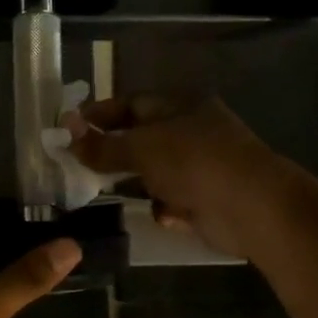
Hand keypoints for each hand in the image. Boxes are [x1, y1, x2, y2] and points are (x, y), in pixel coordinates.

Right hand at [65, 94, 295, 257]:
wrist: (250, 206)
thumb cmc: (193, 162)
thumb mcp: (141, 147)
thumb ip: (102, 145)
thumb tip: (67, 134)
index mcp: (180, 106)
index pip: (131, 103)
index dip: (99, 115)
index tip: (68, 129)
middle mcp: (191, 132)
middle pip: (142, 140)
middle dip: (113, 153)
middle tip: (79, 165)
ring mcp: (201, 167)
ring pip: (155, 173)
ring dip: (137, 184)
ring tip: (108, 192)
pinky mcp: (206, 199)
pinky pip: (173, 201)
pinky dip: (167, 208)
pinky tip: (167, 213)